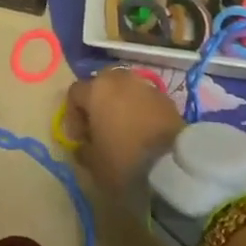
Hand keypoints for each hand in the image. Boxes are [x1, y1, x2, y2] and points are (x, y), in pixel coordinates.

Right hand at [61, 70, 181, 200]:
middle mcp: (120, 80)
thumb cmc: (124, 160)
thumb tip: (83, 146)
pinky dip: (140, 111)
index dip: (72, 115)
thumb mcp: (94, 163)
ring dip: (120, 105)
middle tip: (100, 127)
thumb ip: (82, 150)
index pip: (75, 93)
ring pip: (125, 90)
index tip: (79, 138)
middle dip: (97, 103)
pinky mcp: (166, 98)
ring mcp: (145, 86)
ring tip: (123, 129)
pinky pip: (145, 100)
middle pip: (101, 84)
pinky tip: (143, 132)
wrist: (172, 165)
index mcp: (96, 90)